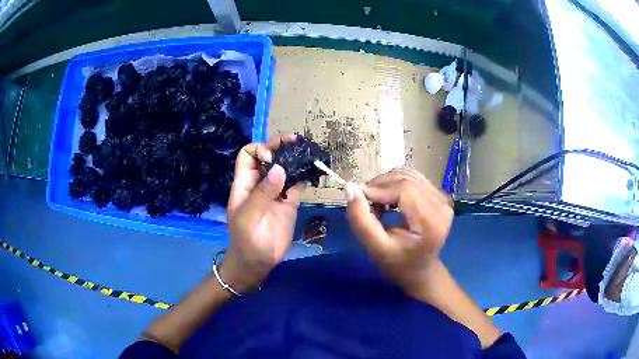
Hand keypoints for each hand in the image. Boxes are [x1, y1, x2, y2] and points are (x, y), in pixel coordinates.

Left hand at [221, 134, 301, 292]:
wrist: (257, 264)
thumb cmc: (246, 242)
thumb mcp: (248, 218)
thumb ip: (262, 194)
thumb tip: (279, 168)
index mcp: (244, 184)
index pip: (247, 155)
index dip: (260, 150)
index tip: (273, 159)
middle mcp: (260, 183)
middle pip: (268, 157)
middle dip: (280, 147)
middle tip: (297, 141)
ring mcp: (276, 192)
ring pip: (284, 168)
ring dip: (294, 159)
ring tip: (309, 152)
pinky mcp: (289, 203)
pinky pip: (297, 185)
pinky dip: (304, 176)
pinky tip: (313, 171)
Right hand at [346, 169, 452, 296]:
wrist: (420, 269)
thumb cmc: (398, 264)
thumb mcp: (375, 249)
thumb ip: (361, 220)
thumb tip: (350, 188)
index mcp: (432, 223)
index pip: (404, 190)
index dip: (378, 189)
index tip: (358, 200)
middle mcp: (442, 205)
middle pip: (406, 179)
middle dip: (380, 186)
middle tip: (365, 204)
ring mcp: (443, 199)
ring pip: (408, 175)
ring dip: (386, 184)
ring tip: (377, 205)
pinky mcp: (439, 195)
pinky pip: (412, 178)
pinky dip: (395, 185)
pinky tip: (389, 201)